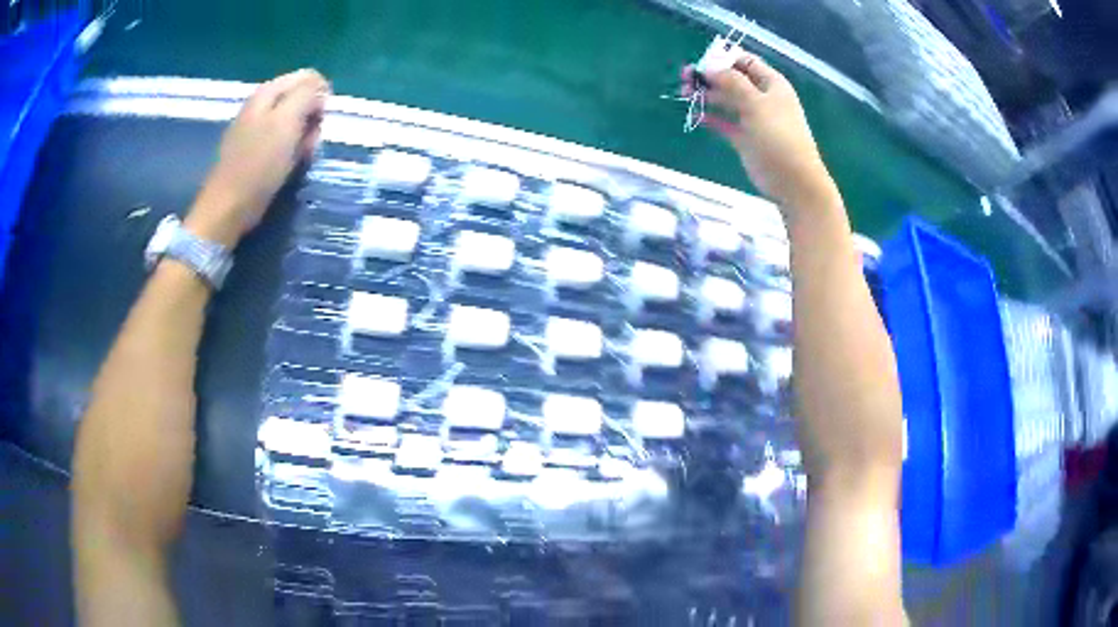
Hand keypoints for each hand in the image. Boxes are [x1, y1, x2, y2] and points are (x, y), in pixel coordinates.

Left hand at [186, 69, 329, 246]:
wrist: (227, 208)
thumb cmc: (258, 165)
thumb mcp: (287, 122)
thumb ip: (307, 94)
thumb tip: (321, 85)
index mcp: (268, 91)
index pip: (309, 78)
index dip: (320, 97)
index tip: (318, 121)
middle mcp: (261, 104)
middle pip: (302, 99)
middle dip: (311, 119)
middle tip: (306, 143)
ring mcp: (255, 127)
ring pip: (294, 122)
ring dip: (302, 138)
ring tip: (297, 158)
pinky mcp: (253, 150)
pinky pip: (282, 141)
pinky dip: (290, 151)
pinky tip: (286, 167)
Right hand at [683, 56, 837, 214]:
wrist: (793, 181)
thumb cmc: (779, 137)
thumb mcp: (756, 104)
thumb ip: (732, 82)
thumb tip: (709, 68)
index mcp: (771, 84)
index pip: (745, 62)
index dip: (723, 59)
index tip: (701, 63)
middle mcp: (763, 98)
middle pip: (732, 79)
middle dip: (709, 76)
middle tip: (684, 78)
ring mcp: (754, 119)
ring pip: (726, 100)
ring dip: (707, 95)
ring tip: (684, 94)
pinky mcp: (746, 138)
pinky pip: (725, 122)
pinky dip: (711, 118)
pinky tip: (695, 115)